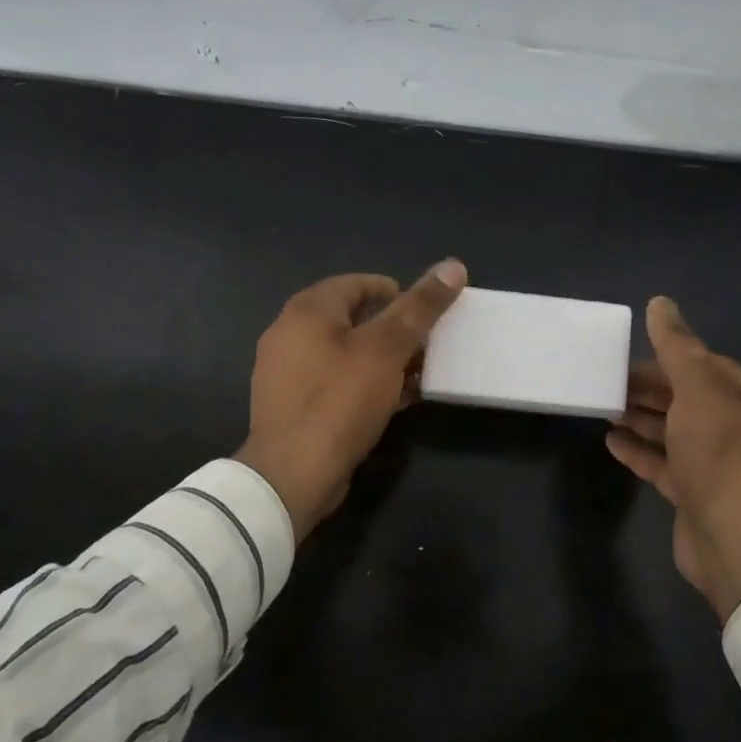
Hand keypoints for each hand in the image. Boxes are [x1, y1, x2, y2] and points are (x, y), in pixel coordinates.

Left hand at [234, 261, 467, 539]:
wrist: (293, 475)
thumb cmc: (340, 400)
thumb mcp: (387, 349)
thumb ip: (419, 308)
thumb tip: (453, 266)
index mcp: (307, 310)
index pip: (357, 283)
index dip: (395, 292)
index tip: (425, 312)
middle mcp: (289, 334)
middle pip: (352, 318)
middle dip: (393, 329)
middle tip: (427, 345)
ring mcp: (287, 373)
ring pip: (345, 353)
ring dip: (382, 360)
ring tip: (417, 374)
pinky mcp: (293, 406)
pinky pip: (335, 383)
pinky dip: (365, 384)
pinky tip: (394, 401)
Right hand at [606, 296, 740, 620]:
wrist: (735, 538)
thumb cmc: (719, 452)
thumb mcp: (698, 388)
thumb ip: (676, 346)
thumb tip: (660, 302)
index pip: (698, 362)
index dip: (661, 356)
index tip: (622, 355)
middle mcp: (731, 423)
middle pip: (681, 395)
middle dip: (645, 387)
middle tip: (604, 381)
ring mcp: (712, 460)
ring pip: (669, 429)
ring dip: (638, 417)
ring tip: (602, 407)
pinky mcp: (692, 491)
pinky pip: (660, 462)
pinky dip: (637, 450)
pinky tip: (610, 442)